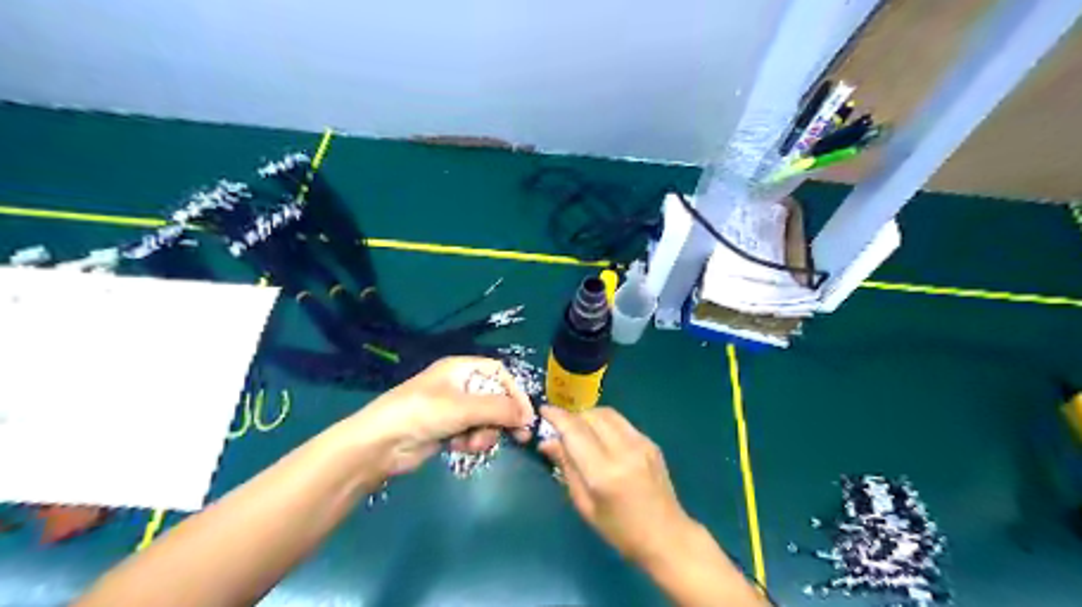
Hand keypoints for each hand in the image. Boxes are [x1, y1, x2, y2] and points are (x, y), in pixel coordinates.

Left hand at [348, 355, 531, 477]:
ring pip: (486, 419)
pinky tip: (461, 447)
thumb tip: (528, 417)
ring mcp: (453, 408)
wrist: (380, 443)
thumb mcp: (464, 408)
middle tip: (519, 437)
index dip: (515, 392)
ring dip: (486, 433)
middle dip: (503, 418)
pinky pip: (472, 432)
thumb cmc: (422, 413)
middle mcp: (459, 385)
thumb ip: (499, 409)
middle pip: (495, 398)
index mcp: (461, 368)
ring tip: (473, 443)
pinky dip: (471, 441)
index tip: (526, 415)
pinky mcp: (447, 429)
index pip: (499, 374)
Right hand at [538, 405, 693, 565]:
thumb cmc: (620, 530)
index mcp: (604, 473)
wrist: (667, 536)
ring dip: (588, 416)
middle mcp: (624, 451)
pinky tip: (601, 438)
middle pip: (591, 416)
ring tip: (579, 430)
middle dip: (572, 417)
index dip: (557, 417)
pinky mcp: (651, 442)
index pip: (575, 431)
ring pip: (607, 413)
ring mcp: (641, 443)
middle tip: (560, 427)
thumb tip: (547, 442)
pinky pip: (621, 422)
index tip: (543, 411)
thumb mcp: (585, 505)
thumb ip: (566, 468)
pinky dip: (605, 423)